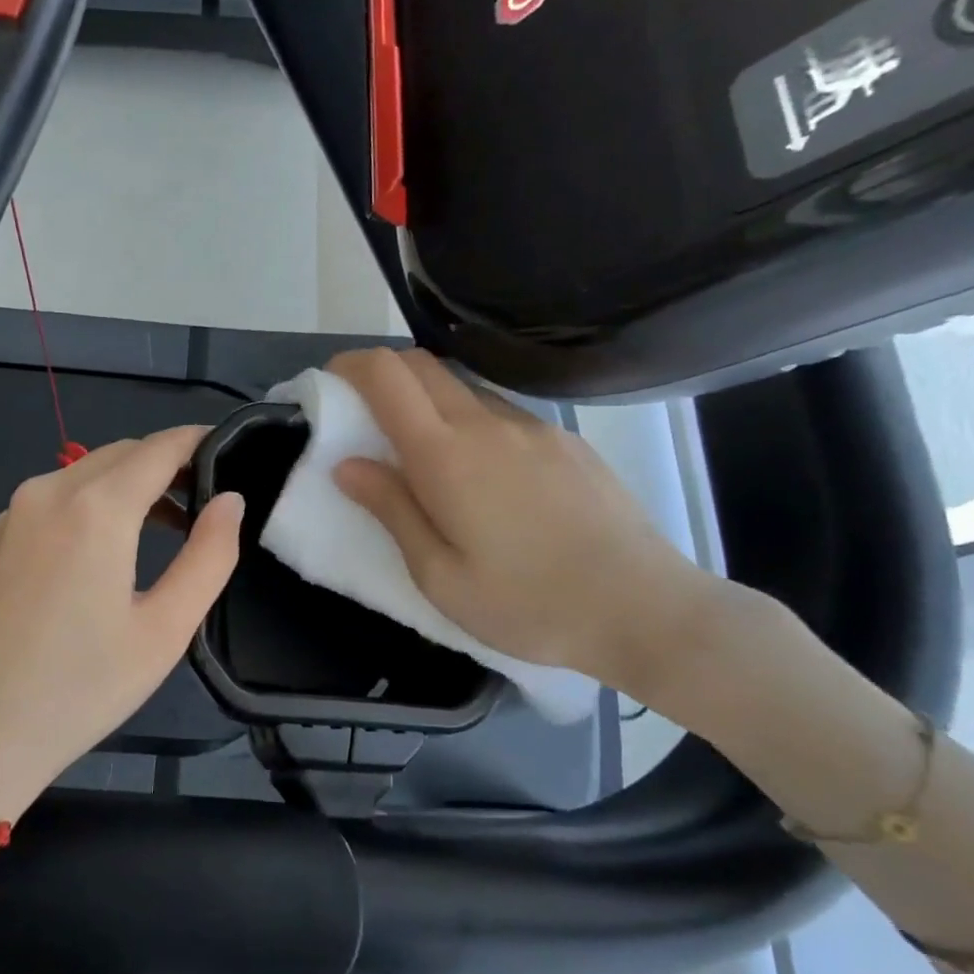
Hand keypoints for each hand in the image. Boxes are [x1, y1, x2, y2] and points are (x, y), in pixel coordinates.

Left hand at [0, 426, 244, 820]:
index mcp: (95, 507)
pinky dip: (95, 502)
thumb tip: (230, 501)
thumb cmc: (78, 690)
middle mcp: (49, 491)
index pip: (161, 447)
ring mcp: (13, 512)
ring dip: (132, 484)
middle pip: (123, 453)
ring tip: (171, 525)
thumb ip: (209, 556)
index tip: (234, 452)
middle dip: (169, 464)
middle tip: (209, 499)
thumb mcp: (164, 631)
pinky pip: (57, 498)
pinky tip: (109, 548)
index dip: (200, 441)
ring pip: (87, 473)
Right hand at [327, 348, 723, 699]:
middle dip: (382, 373)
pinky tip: (484, 476)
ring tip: (423, 454)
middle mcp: (487, 424)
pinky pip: (501, 414)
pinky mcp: (565, 441)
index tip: (331, 383)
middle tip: (365, 415)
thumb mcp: (439, 576)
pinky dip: (470, 421)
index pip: (386, 375)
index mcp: (446, 456)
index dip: (350, 365)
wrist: (642, 608)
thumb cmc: (527, 604)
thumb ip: (391, 510)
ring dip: (427, 399)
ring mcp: (533, 428)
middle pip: (422, 364)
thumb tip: (347, 464)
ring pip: (463, 387)